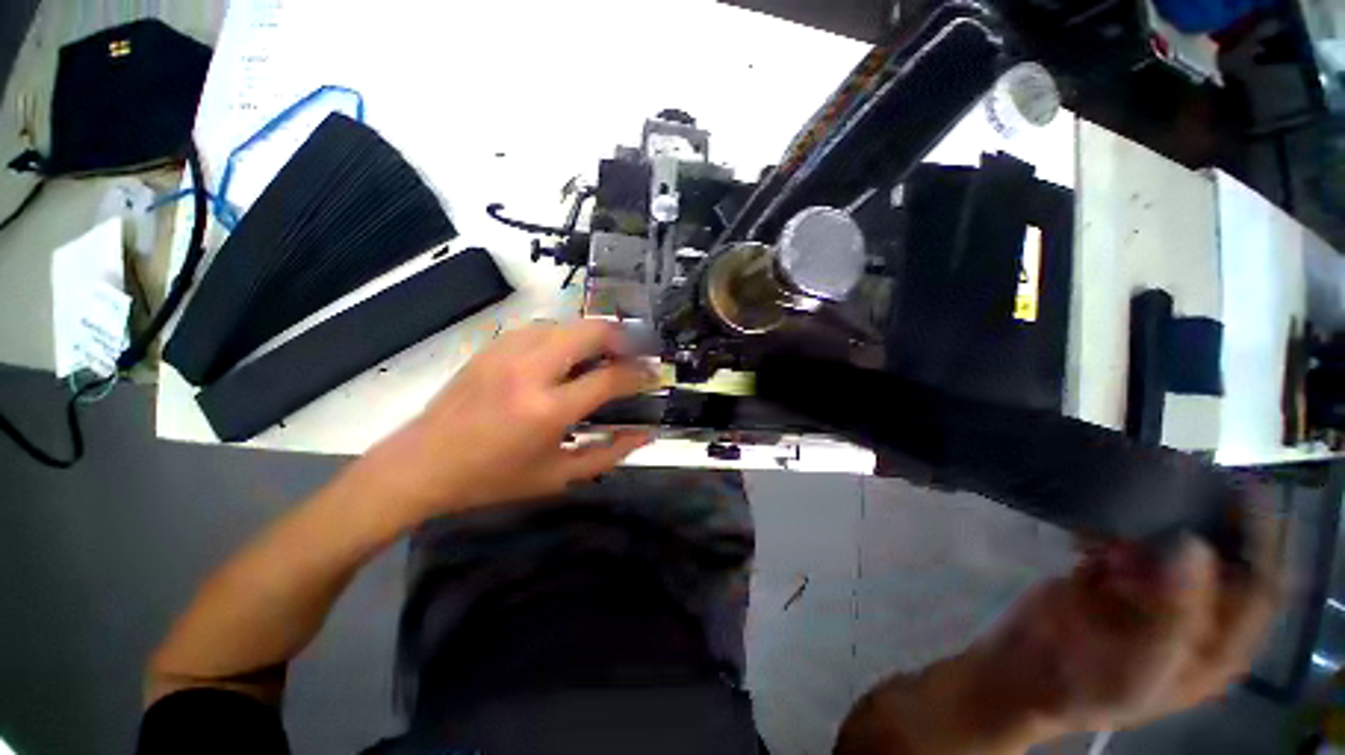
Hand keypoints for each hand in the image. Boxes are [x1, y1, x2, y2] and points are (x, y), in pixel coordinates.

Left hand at [357, 320, 654, 521]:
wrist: (421, 464)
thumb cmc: (493, 478)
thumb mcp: (558, 476)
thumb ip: (609, 454)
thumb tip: (646, 435)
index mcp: (547, 409)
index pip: (611, 378)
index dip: (641, 373)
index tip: (654, 374)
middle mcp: (530, 370)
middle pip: (592, 331)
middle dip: (624, 339)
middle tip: (635, 355)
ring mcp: (508, 351)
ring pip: (569, 323)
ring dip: (595, 335)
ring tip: (606, 355)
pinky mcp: (493, 345)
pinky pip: (543, 327)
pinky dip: (566, 336)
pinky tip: (568, 355)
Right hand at [978, 493, 1281, 737]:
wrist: (1022, 673)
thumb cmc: (1091, 686)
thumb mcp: (1144, 665)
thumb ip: (1176, 612)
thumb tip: (1194, 544)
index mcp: (1211, 646)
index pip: (1257, 591)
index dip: (1263, 547)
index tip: (1252, 496)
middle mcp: (1189, 616)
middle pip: (1214, 562)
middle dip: (1209, 525)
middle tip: (1195, 482)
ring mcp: (1146, 595)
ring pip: (1165, 547)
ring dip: (1154, 524)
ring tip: (1140, 498)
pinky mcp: (1105, 577)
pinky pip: (1118, 543)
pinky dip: (1108, 531)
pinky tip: (1091, 532)